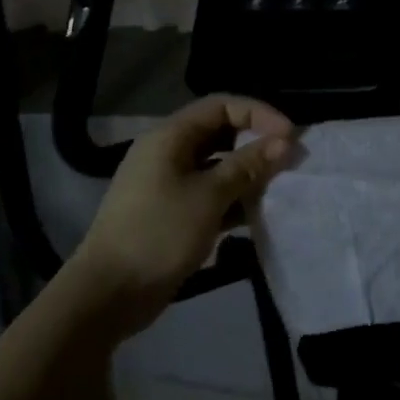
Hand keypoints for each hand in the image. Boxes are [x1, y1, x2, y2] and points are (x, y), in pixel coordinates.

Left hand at [73, 94, 294, 335]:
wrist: (109, 293)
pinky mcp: (172, 212)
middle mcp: (168, 153)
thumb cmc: (159, 234)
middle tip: (289, 161)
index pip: (221, 106)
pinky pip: (209, 194)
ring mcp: (168, 184)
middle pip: (219, 133)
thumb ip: (247, 166)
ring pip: (217, 166)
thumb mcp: (209, 197)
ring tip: (278, 188)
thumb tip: (284, 142)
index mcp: (169, 137)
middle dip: (256, 143)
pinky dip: (233, 199)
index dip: (258, 114)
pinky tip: (257, 214)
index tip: (290, 137)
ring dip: (247, 174)